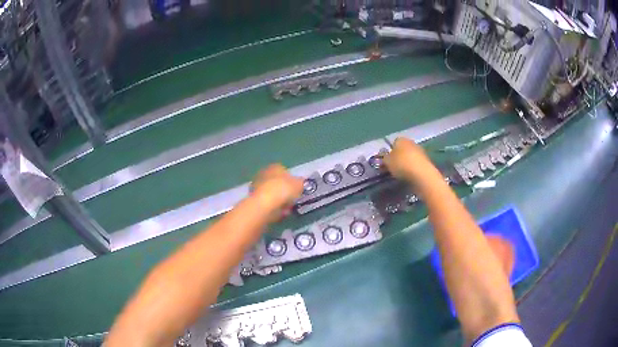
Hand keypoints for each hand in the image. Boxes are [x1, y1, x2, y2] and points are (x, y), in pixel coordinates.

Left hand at [250, 164, 303, 221]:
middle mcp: (264, 174)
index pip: (284, 171)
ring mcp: (257, 186)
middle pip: (276, 182)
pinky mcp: (253, 199)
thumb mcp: (298, 185)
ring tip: (287, 209)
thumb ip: (300, 183)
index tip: (296, 189)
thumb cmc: (283, 190)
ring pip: (272, 194)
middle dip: (284, 191)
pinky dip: (273, 207)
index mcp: (275, 167)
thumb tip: (300, 182)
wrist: (265, 204)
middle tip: (292, 199)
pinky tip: (279, 213)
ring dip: (279, 201)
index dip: (291, 180)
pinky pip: (268, 203)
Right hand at [383, 137, 435, 181]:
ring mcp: (420, 151)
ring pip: (410, 156)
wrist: (422, 174)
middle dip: (398, 157)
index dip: (389, 152)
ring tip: (401, 174)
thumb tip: (385, 157)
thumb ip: (384, 158)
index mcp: (401, 139)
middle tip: (393, 168)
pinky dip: (413, 168)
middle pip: (402, 149)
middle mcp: (411, 142)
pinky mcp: (426, 161)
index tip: (387, 162)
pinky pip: (416, 164)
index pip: (393, 143)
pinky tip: (410, 176)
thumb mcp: (387, 162)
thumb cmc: (402, 165)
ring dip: (406, 163)